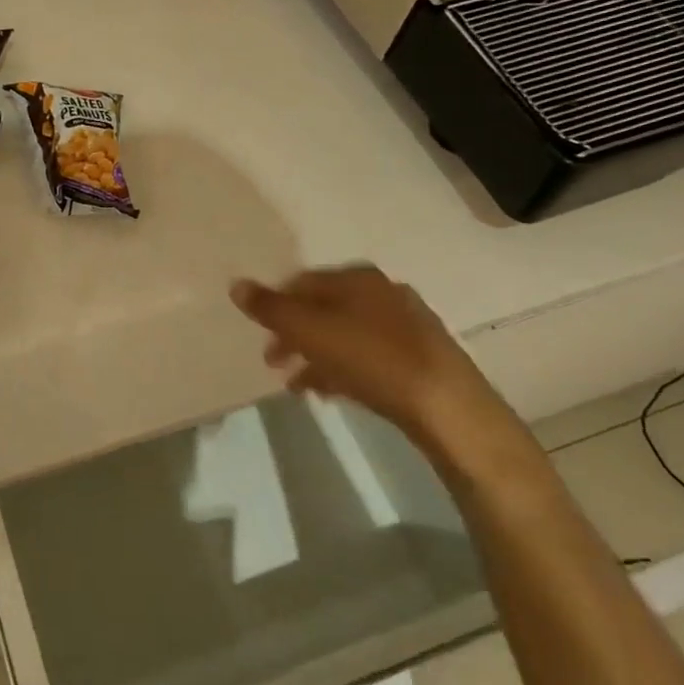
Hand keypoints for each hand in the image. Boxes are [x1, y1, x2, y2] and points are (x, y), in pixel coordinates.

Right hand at [230, 266, 506, 446]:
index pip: (302, 282)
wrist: (447, 406)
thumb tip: (236, 284)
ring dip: (316, 355)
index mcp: (357, 278)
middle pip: (324, 308)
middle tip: (273, 361)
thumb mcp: (309, 331)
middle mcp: (383, 292)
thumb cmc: (371, 359)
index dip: (275, 305)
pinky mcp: (420, 358)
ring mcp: (406, 325)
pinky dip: (343, 369)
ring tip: (296, 384)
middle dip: (294, 333)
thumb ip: (271, 308)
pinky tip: (331, 393)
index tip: (259, 333)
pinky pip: (368, 357)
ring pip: (346, 334)